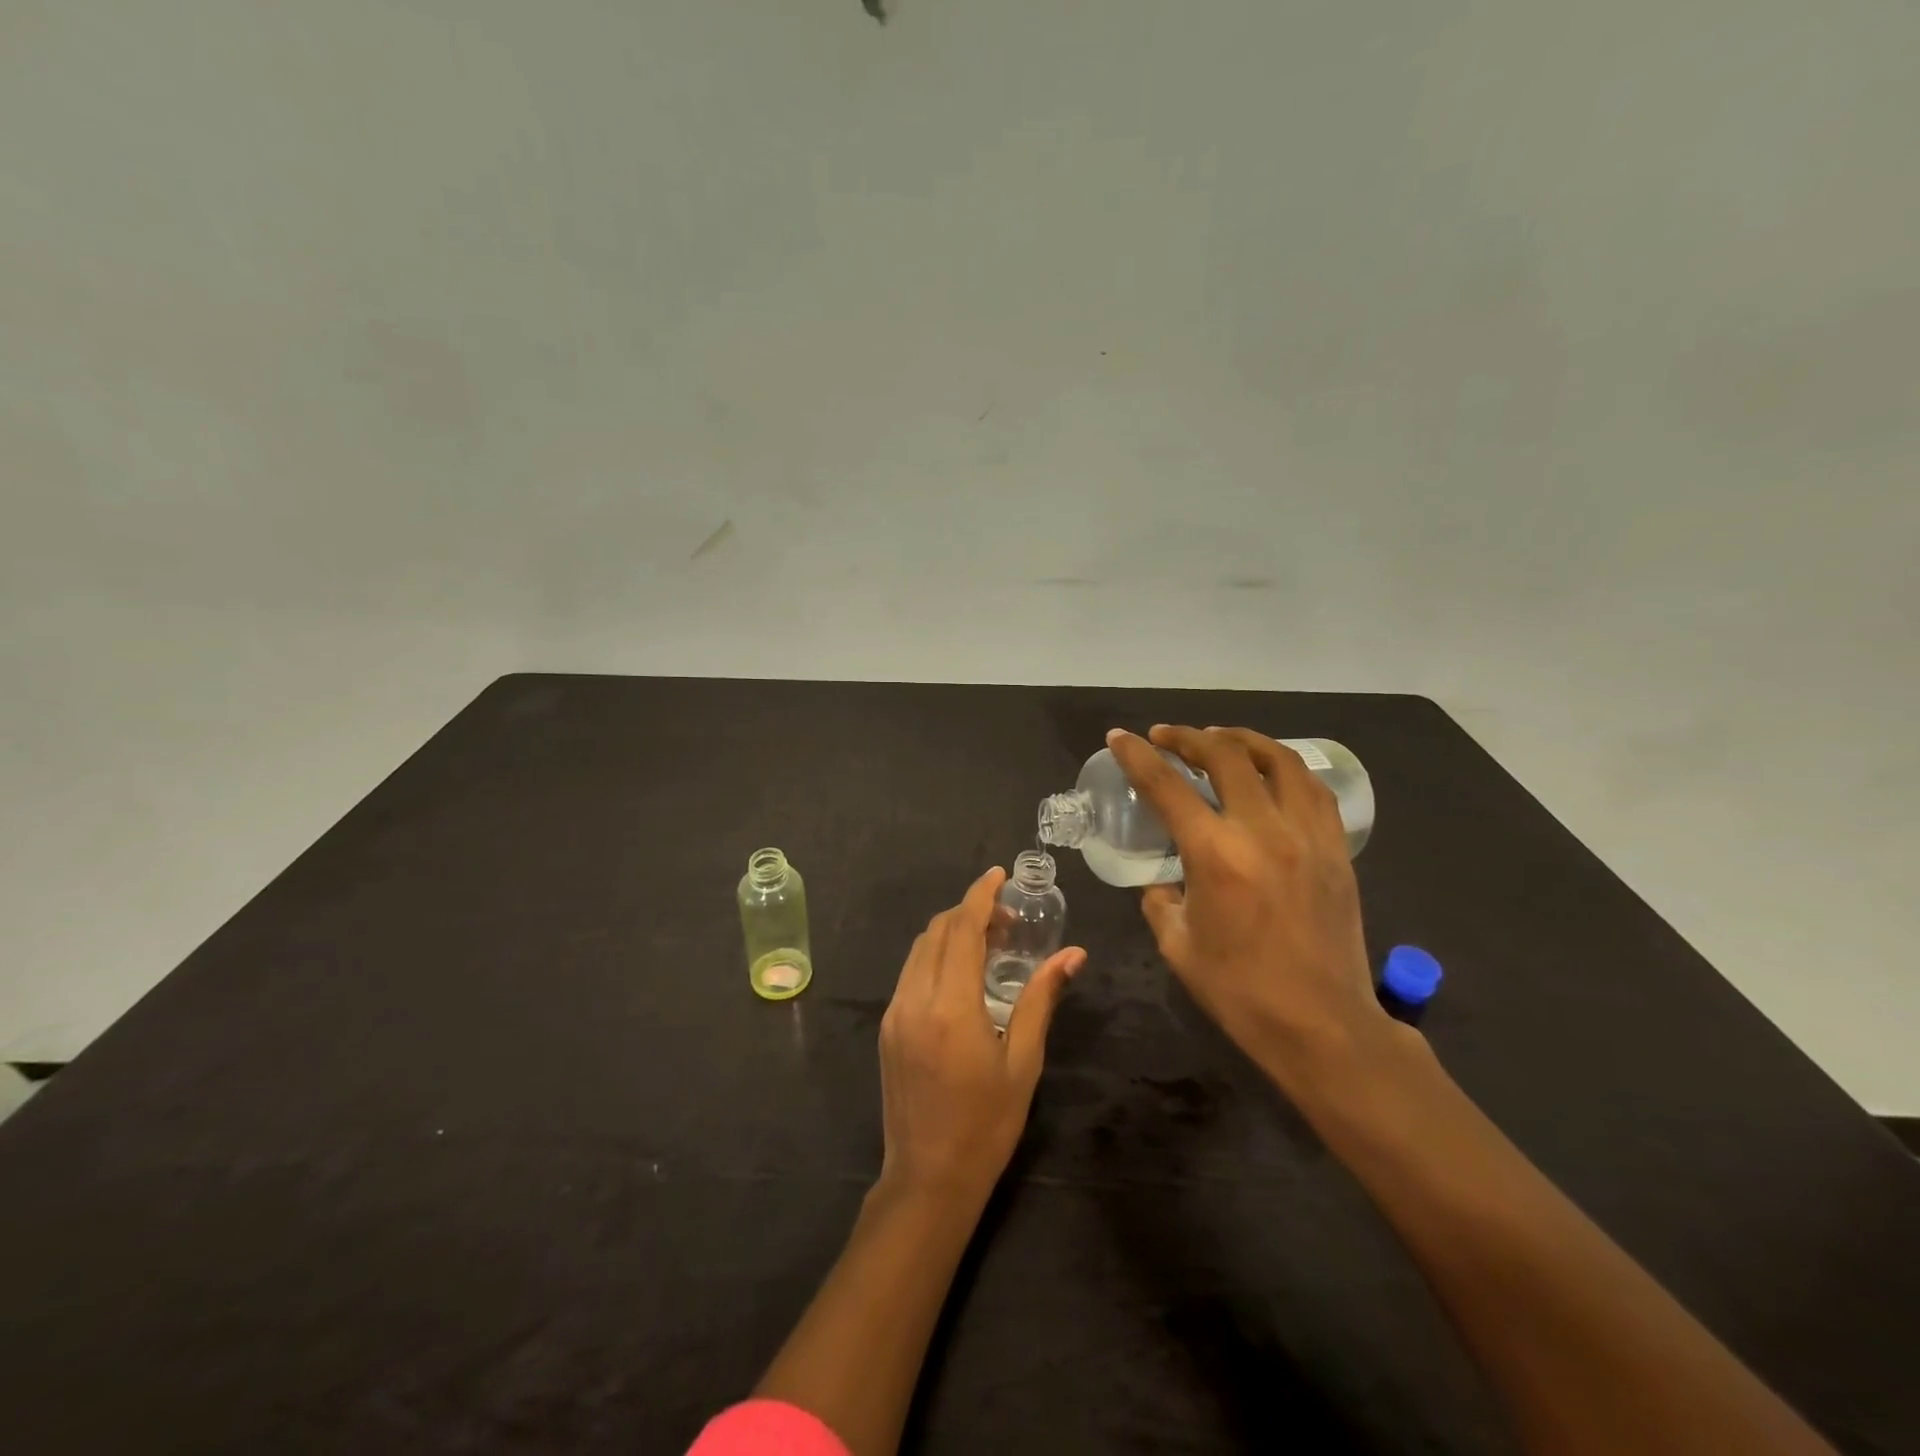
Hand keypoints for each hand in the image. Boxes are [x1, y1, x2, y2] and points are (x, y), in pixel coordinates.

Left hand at [877, 867, 1086, 1200]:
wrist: (928, 1178)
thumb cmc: (986, 1124)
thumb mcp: (1023, 1061)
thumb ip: (1041, 999)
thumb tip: (1073, 955)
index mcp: (951, 1005)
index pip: (962, 928)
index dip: (980, 895)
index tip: (998, 875)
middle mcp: (915, 998)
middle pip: (937, 931)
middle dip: (969, 911)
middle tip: (1007, 920)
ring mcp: (895, 1012)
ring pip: (919, 949)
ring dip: (951, 932)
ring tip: (988, 943)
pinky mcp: (887, 1028)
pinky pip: (910, 972)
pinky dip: (935, 956)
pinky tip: (961, 974)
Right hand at [1106, 725, 1389, 1088]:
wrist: (1322, 1025)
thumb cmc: (1240, 991)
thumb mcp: (1177, 945)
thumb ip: (1160, 900)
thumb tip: (1162, 879)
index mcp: (1215, 855)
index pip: (1167, 786)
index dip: (1137, 756)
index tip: (1121, 737)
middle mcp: (1263, 831)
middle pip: (1225, 755)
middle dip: (1188, 736)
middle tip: (1166, 736)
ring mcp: (1307, 835)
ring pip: (1278, 759)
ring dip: (1242, 740)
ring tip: (1218, 739)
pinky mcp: (1336, 849)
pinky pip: (1312, 789)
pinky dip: (1284, 768)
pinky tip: (1269, 772)